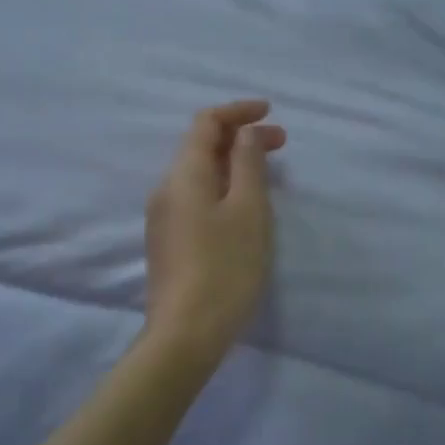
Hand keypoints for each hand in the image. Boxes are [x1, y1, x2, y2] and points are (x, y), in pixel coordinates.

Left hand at [143, 100, 286, 370]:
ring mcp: (163, 216)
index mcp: (183, 174)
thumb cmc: (225, 267)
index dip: (237, 110)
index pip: (205, 122)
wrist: (185, 333)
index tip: (270, 111)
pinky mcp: (168, 241)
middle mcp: (166, 188)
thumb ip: (247, 164)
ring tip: (267, 173)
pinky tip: (244, 206)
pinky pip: (195, 197)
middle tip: (281, 144)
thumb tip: (244, 134)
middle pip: (200, 146)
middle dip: (240, 137)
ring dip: (232, 163)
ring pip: (198, 174)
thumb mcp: (248, 210)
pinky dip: (222, 187)